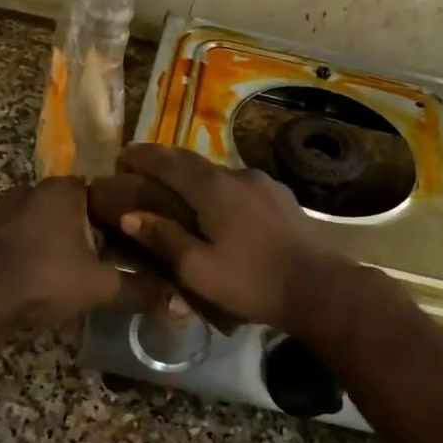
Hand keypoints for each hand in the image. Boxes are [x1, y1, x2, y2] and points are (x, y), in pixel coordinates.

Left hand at [0, 177, 135, 330]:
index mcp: (66, 189)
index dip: (131, 216)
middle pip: (81, 207)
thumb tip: (182, 303)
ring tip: (91, 268)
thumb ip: (140, 290)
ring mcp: (8, 208)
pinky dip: (44, 249)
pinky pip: (29, 234)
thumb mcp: (98, 287)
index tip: (147, 238)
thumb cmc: (42, 278)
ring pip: (53, 221)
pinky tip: (52, 273)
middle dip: (100, 231)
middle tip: (122, 258)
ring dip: (69, 241)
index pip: (111, 191)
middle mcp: (36, 188)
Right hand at [115, 145, 343, 332]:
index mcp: (213, 189)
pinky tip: (219, 206)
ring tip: (178, 188)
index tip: (122, 155)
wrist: (319, 288)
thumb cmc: (252, 281)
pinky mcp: (281, 197)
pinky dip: (219, 188)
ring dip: (194, 175)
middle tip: (143, 165)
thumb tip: (129, 215)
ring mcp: (264, 183)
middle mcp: (237, 175)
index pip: (169, 162)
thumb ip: (164, 239)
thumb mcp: (198, 269)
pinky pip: (240, 185)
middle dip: (165, 160)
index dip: (144, 156)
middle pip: (194, 161)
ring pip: (219, 172)